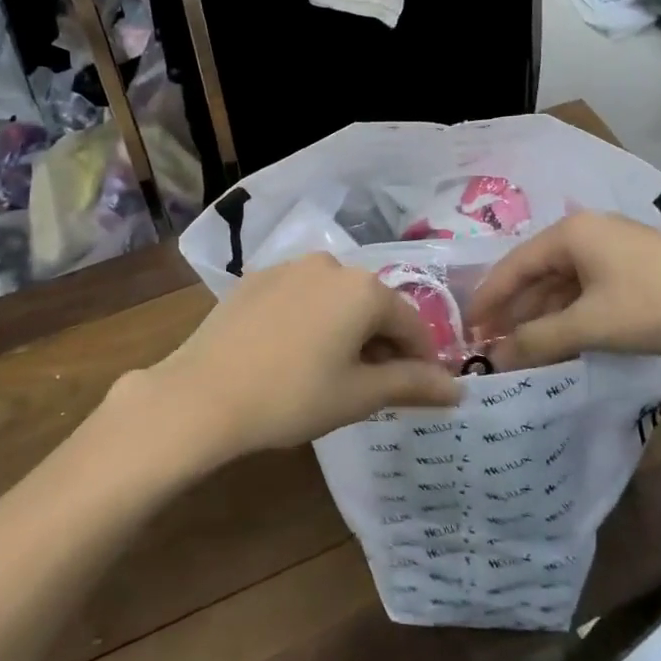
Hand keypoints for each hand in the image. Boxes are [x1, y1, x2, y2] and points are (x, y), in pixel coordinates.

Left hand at [130, 254, 459, 464]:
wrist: (203, 394)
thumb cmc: (292, 397)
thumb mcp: (359, 395)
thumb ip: (412, 384)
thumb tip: (458, 389)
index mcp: (364, 288)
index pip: (411, 323)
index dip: (422, 360)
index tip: (422, 390)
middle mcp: (331, 263)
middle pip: (373, 305)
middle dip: (383, 343)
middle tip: (378, 388)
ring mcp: (289, 266)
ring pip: (337, 299)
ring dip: (348, 330)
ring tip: (336, 372)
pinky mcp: (257, 278)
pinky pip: (302, 296)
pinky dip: (313, 320)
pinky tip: (296, 353)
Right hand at [469, 212, 660, 367]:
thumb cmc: (656, 305)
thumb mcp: (592, 325)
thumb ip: (539, 339)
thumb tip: (496, 357)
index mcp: (572, 232)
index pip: (515, 264)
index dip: (489, 298)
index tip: (468, 329)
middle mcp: (588, 231)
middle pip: (537, 271)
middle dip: (515, 308)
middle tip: (492, 342)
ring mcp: (613, 247)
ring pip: (563, 281)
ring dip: (542, 313)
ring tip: (523, 347)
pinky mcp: (634, 267)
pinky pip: (587, 288)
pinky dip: (570, 312)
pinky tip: (563, 338)